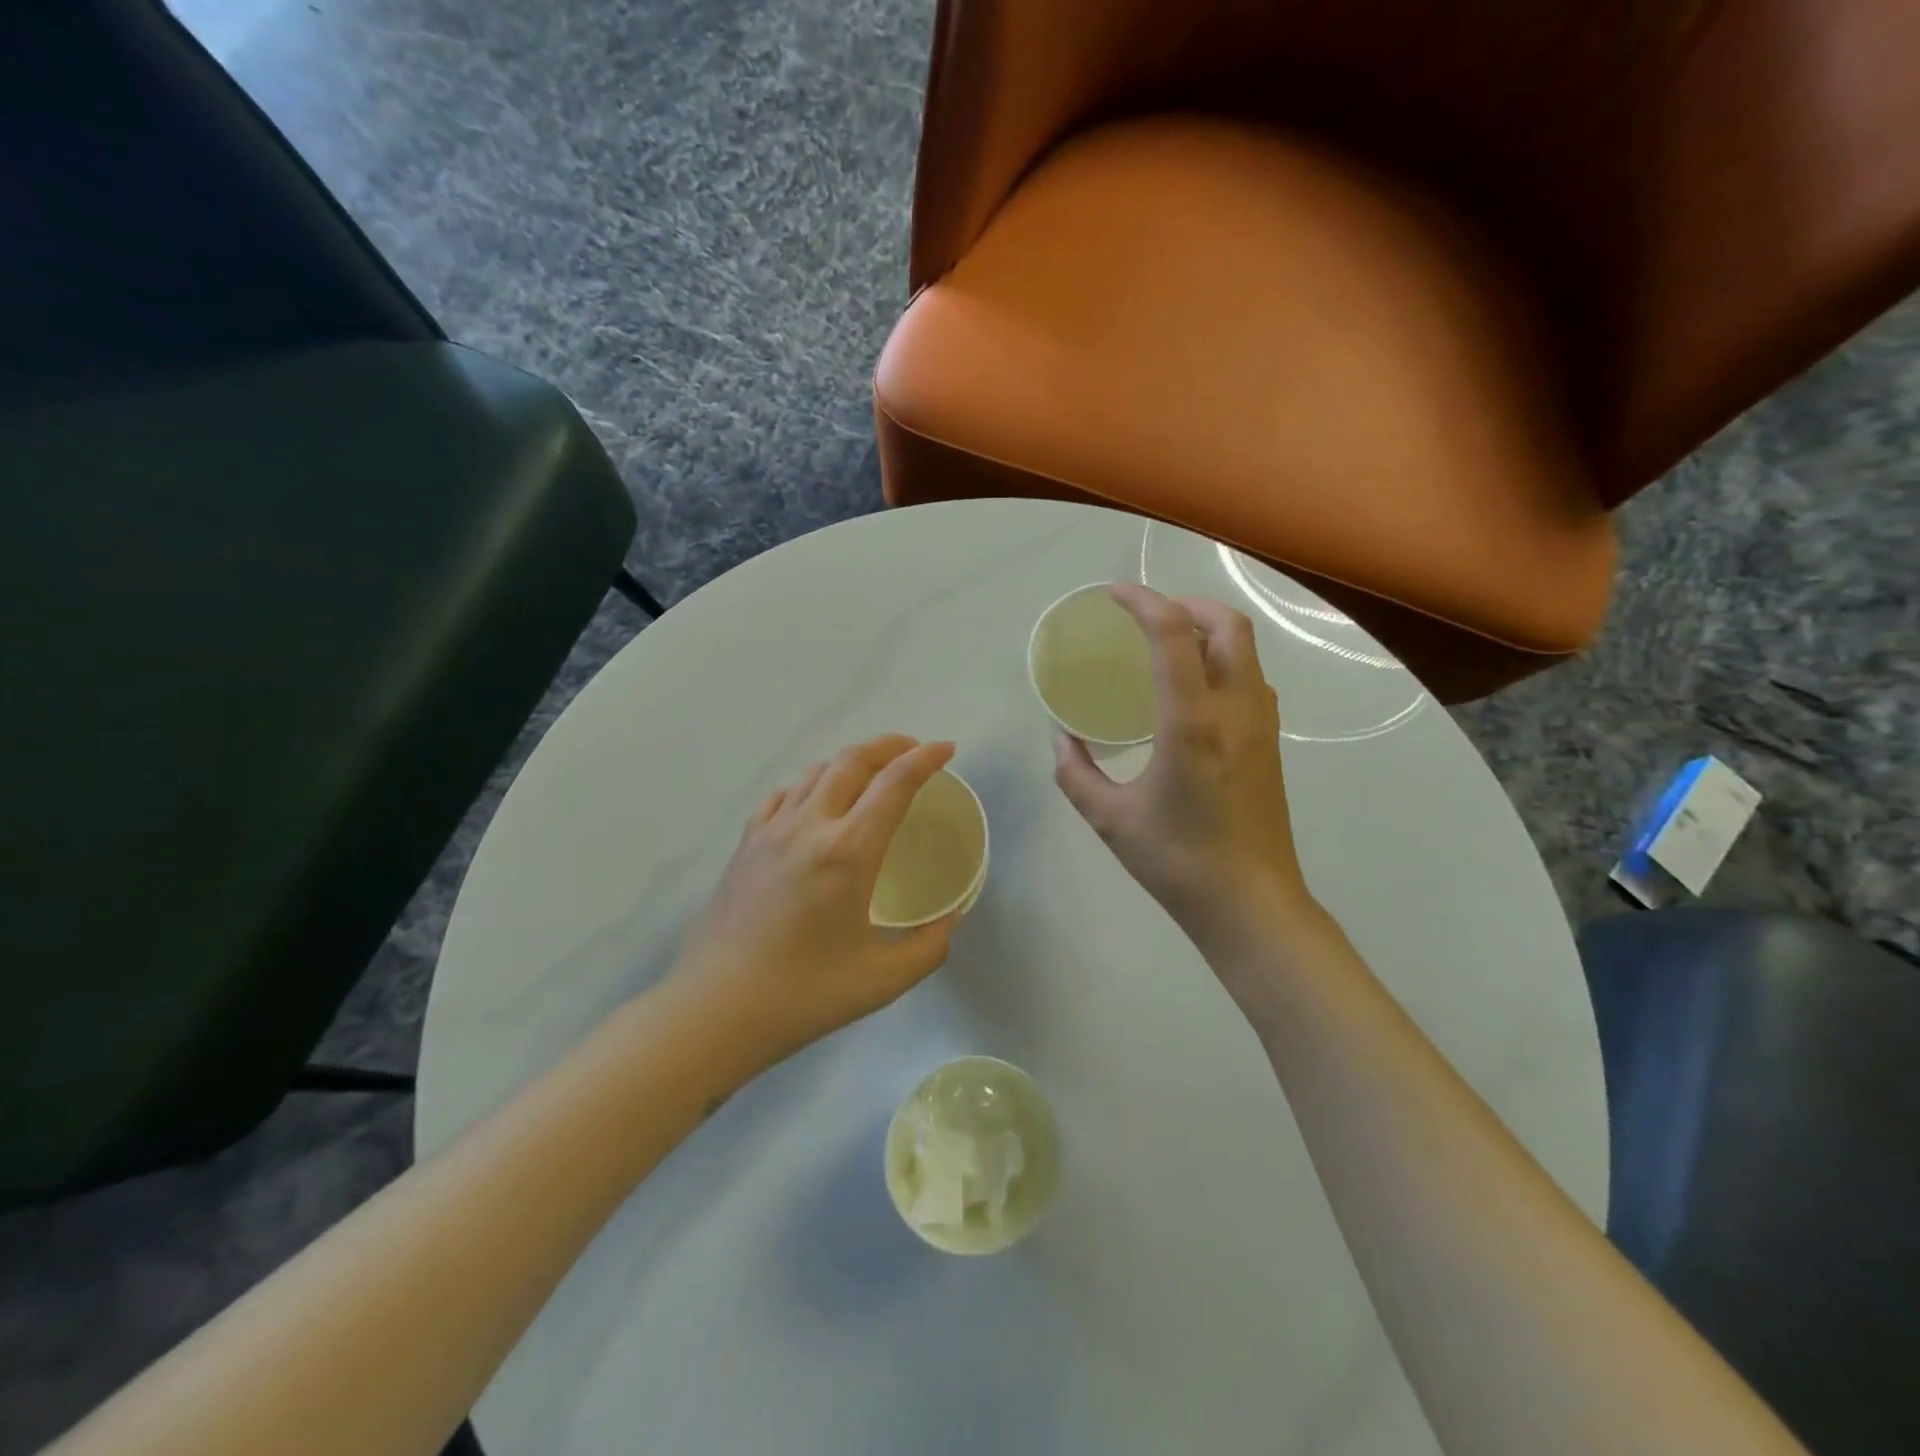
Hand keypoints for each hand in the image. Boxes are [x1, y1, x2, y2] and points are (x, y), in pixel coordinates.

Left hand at [671, 735, 961, 1064]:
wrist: (716, 1009)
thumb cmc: (804, 995)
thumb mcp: (882, 980)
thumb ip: (929, 946)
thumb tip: (951, 918)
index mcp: (848, 852)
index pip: (894, 784)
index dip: (925, 759)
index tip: (947, 749)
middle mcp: (809, 826)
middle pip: (853, 761)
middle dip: (890, 745)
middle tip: (914, 750)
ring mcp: (771, 831)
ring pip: (815, 771)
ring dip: (851, 760)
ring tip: (872, 770)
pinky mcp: (746, 844)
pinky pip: (783, 794)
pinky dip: (810, 783)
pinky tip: (815, 798)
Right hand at [1053, 585, 1314, 953]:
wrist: (1251, 904)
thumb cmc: (1177, 862)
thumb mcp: (1110, 820)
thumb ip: (1075, 774)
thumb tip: (1062, 740)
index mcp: (1191, 723)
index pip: (1173, 635)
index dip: (1142, 601)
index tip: (1113, 594)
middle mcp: (1235, 710)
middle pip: (1228, 624)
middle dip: (1186, 604)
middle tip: (1147, 617)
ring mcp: (1261, 724)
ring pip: (1246, 648)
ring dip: (1208, 629)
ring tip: (1167, 644)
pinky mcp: (1270, 742)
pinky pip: (1250, 677)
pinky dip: (1222, 659)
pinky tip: (1191, 689)